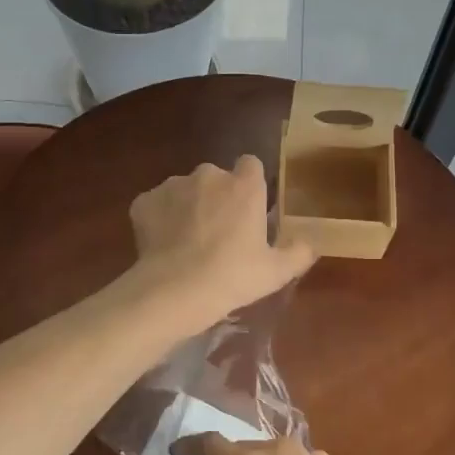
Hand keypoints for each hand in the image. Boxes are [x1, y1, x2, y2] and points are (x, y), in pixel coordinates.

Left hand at [128, 156, 315, 330]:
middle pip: (216, 178)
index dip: (250, 183)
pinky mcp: (144, 201)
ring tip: (187, 242)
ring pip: (184, 190)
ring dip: (188, 207)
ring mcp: (172, 185)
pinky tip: (163, 246)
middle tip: (219, 233)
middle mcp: (208, 175)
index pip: (251, 164)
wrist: (174, 291)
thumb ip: (298, 252)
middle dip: (217, 197)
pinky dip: (159, 219)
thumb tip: (310, 243)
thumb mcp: (275, 272)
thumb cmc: (233, 277)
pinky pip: (156, 205)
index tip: (248, 207)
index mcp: (244, 186)